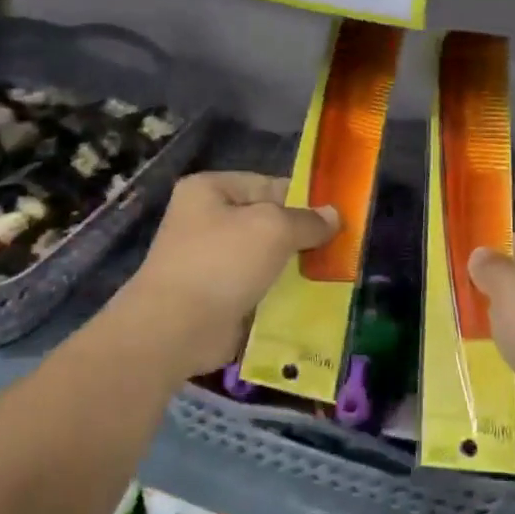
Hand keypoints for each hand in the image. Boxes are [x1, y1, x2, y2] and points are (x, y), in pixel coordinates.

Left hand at [119, 172, 337, 378]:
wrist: (175, 328)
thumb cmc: (222, 262)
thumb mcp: (273, 229)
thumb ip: (308, 220)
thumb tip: (335, 216)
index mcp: (211, 189)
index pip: (270, 185)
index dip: (305, 200)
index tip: (338, 219)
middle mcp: (206, 220)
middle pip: (268, 222)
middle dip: (301, 238)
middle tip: (339, 251)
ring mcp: (209, 260)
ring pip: (265, 258)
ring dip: (293, 269)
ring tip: (331, 277)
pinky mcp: (216, 296)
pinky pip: (257, 287)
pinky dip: (279, 294)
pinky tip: (309, 302)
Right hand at [468, 234, 514, 455]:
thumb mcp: (507, 283)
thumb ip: (488, 266)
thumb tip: (480, 256)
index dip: (490, 254)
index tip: (459, 269)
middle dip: (491, 294)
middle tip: (456, 301)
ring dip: (498, 329)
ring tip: (462, 330)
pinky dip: (508, 359)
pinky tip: (481, 360)